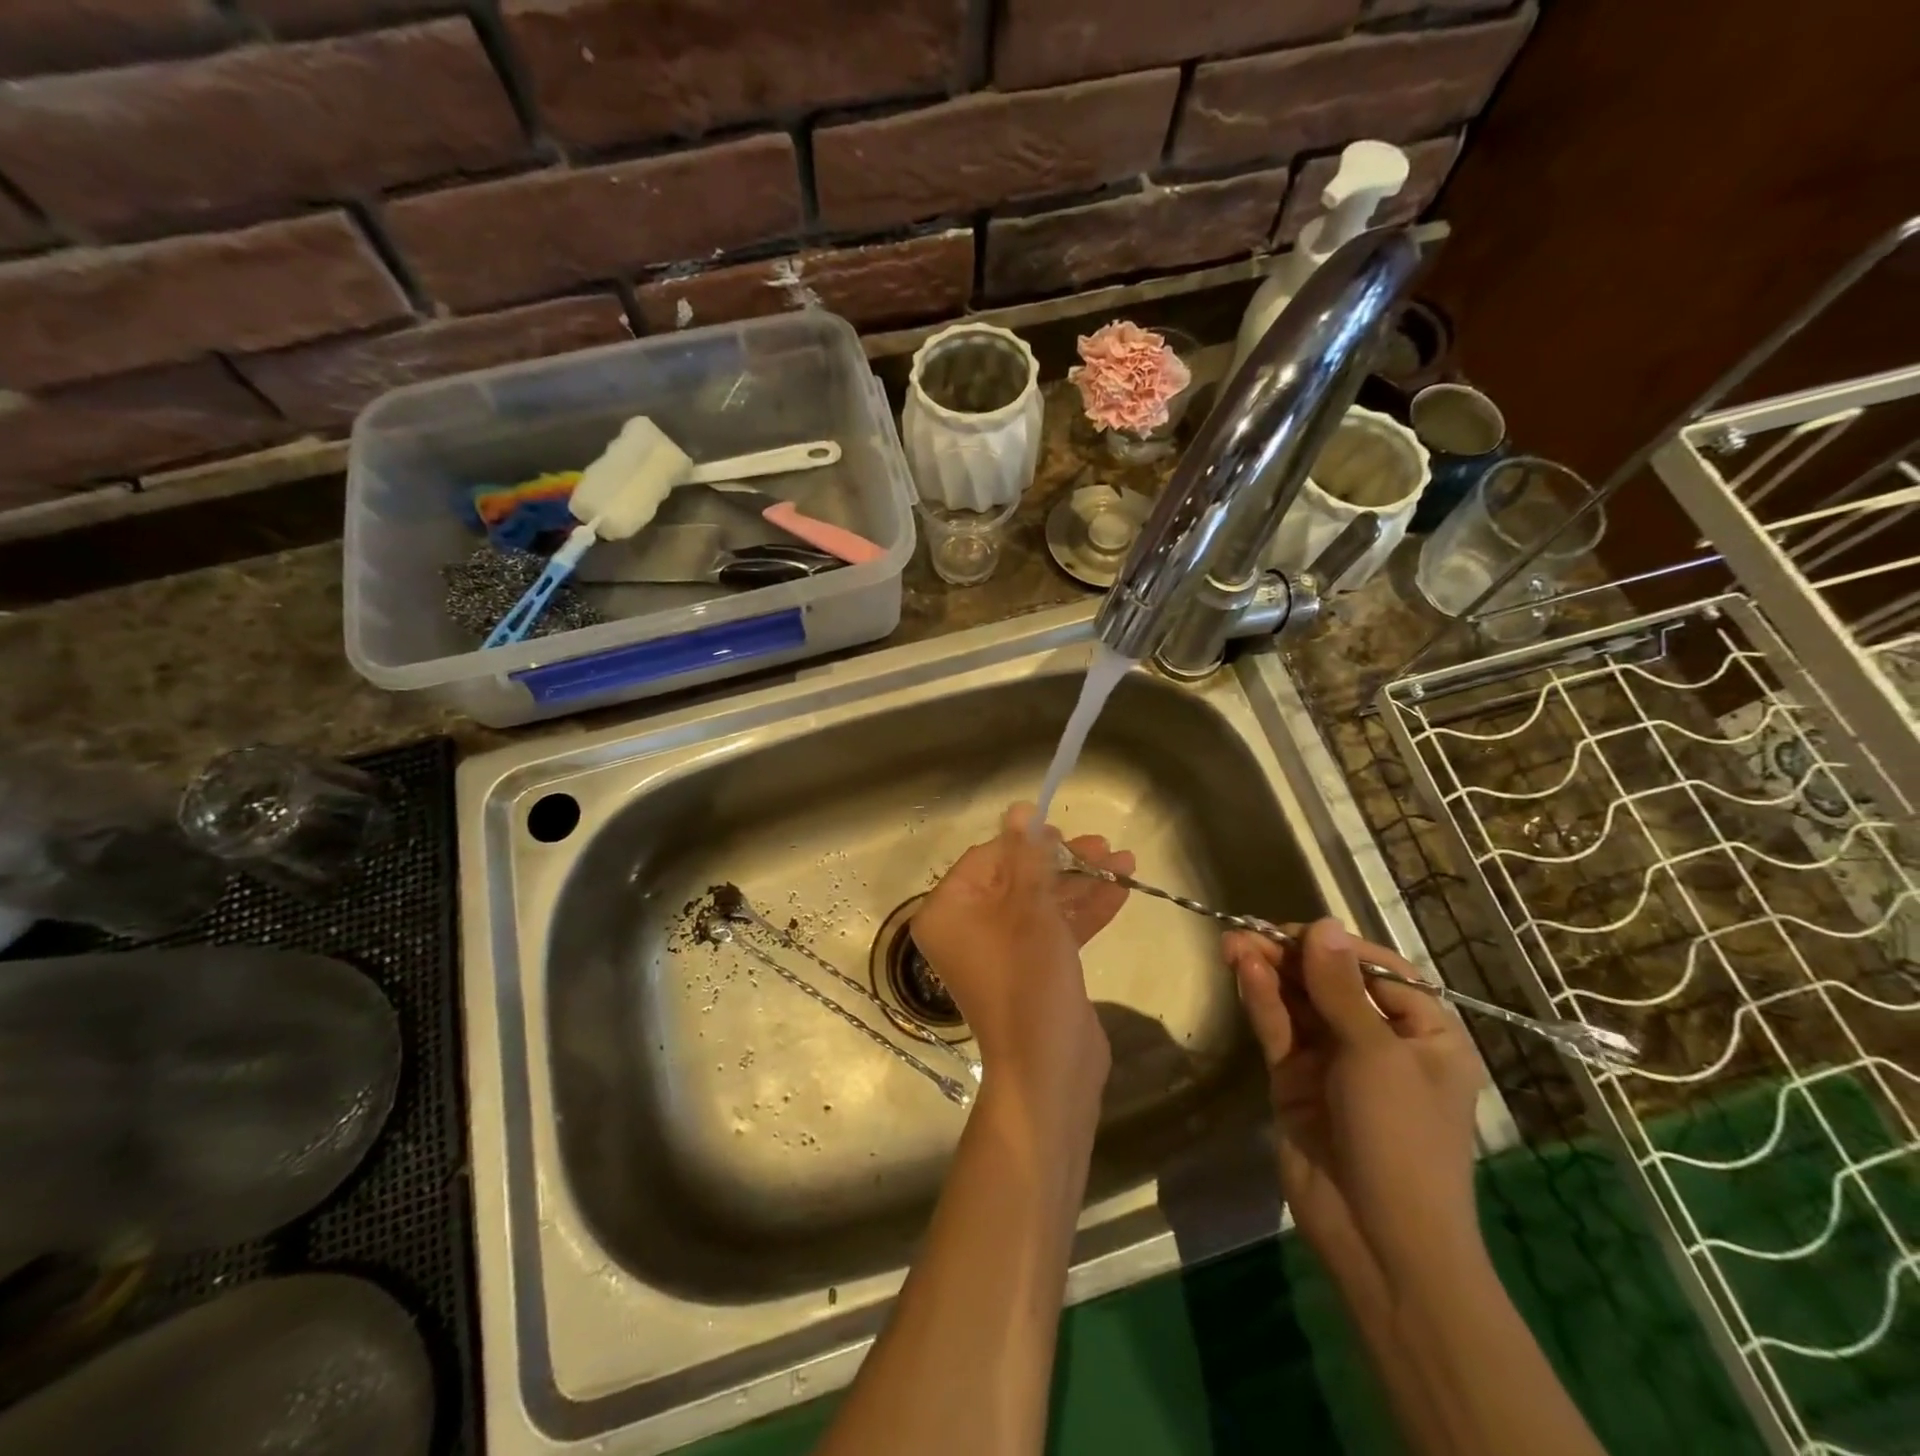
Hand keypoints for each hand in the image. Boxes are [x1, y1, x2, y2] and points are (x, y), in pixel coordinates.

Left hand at [913, 805, 1132, 1110]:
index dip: (1027, 842)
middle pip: (1016, 878)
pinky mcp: (1032, 968)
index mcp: (949, 911)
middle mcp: (968, 927)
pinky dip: (1084, 911)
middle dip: (1063, 862)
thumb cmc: (1029, 982)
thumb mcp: (1031, 910)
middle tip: (1103, 846)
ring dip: (1081, 883)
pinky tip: (1122, 889)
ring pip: (1040, 902)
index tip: (1065, 832)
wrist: (1051, 1071)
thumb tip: (1018, 809)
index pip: (987, 858)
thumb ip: (1027, 857)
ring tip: (1124, 862)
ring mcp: (1002, 949)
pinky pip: (1054, 929)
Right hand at [1224, 920, 1482, 1283]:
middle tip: (1249, 932)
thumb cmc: (1401, 1139)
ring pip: (1298, 1002)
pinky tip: (1245, 972)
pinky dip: (1263, 1001)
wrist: (1379, 1240)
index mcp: (1424, 1035)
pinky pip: (1279, 1030)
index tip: (1298, 931)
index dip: (1337, 947)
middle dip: (1292, 957)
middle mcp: (1379, 1042)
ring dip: (1269, 972)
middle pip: (1331, 983)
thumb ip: (1339, 988)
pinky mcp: (1296, 1079)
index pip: (1379, 972)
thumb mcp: (1376, 1055)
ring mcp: (1333, 1061)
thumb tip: (1323, 925)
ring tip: (1234, 943)